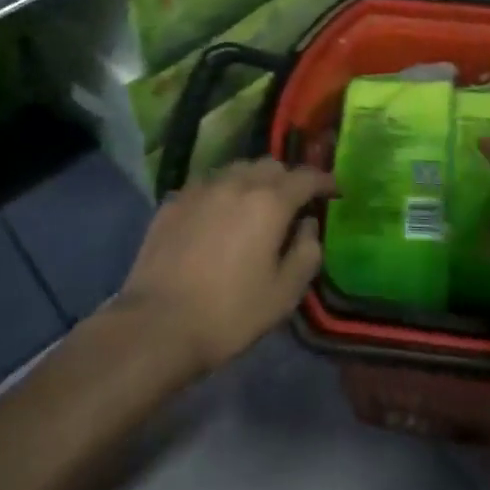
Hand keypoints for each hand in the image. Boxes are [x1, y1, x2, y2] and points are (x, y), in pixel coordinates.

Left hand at [116, 159, 329, 378]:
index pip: (305, 177)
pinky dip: (222, 193)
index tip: (333, 190)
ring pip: (236, 169)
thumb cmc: (230, 313)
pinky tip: (218, 216)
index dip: (323, 181)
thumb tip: (308, 226)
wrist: (157, 323)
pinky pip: (207, 185)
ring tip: (255, 206)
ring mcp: (200, 188)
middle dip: (287, 178)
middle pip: (269, 165)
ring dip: (253, 181)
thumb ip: (306, 253)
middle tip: (293, 203)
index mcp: (269, 202)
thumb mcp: (283, 294)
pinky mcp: (173, 200)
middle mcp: (236, 183)